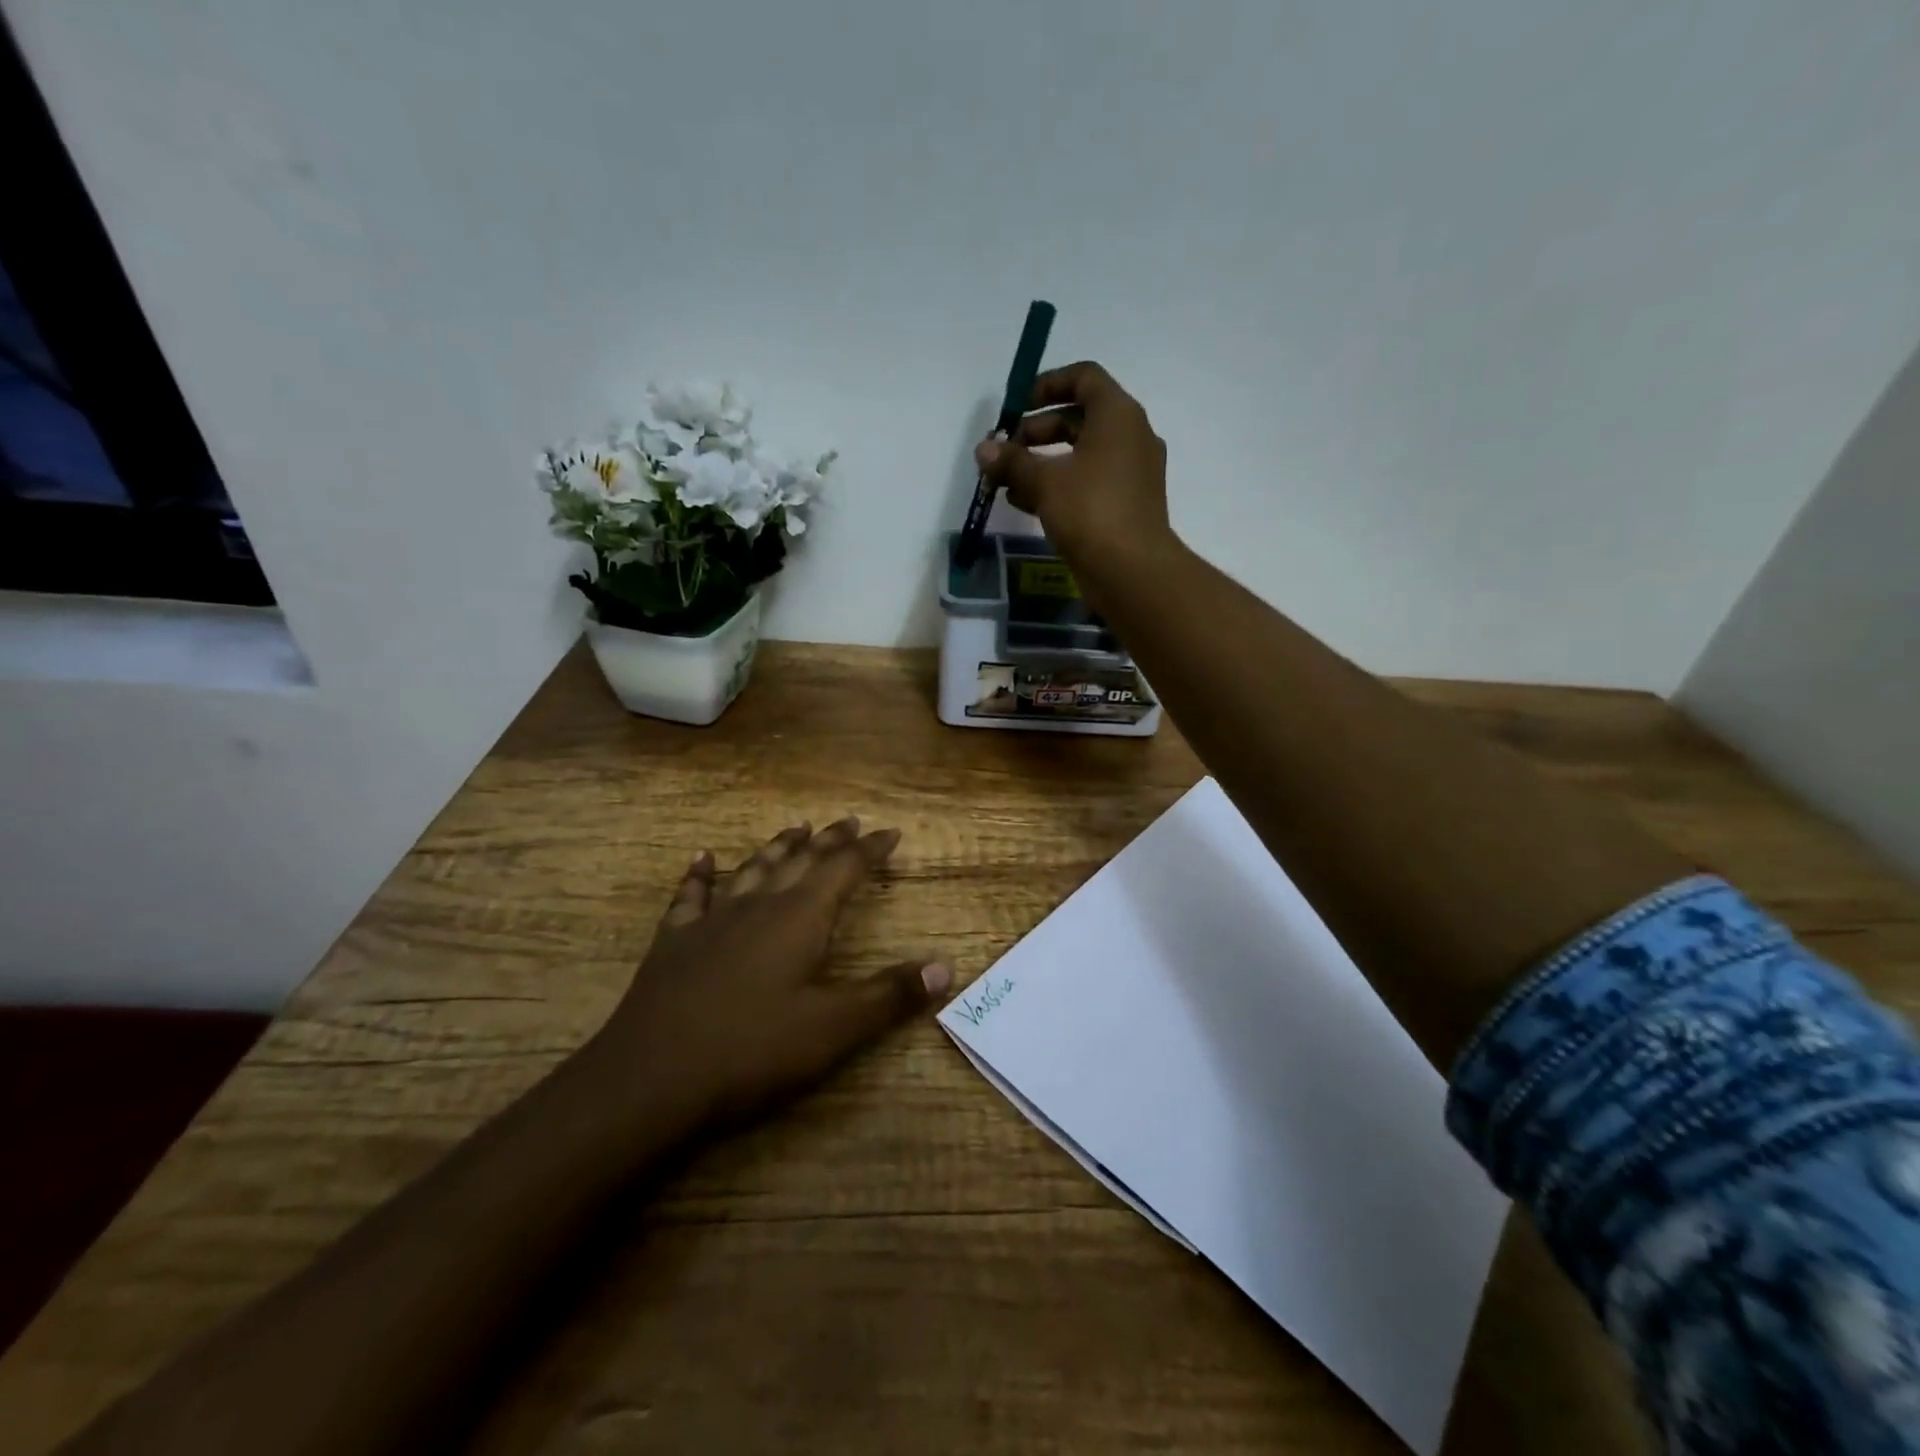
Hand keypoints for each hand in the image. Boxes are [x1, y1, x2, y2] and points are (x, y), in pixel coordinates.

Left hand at [586, 817, 951, 1132]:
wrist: (650, 1078)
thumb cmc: (751, 1051)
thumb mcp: (833, 1030)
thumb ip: (889, 996)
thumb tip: (946, 966)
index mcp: (800, 919)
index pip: (844, 869)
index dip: (870, 849)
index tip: (890, 832)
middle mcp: (759, 906)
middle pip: (801, 860)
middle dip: (830, 840)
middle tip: (849, 820)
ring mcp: (713, 920)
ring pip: (753, 869)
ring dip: (778, 847)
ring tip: (795, 827)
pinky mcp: (675, 942)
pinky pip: (691, 896)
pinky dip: (700, 874)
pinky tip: (702, 858)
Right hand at [973, 361, 1172, 570]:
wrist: (1132, 571)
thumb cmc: (1091, 511)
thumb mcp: (1044, 482)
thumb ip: (1012, 461)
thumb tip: (984, 449)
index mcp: (1118, 416)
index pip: (1084, 377)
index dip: (1048, 384)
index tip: (1017, 405)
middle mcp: (1130, 437)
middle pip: (1078, 418)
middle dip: (1037, 430)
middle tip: (1005, 450)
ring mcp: (1131, 473)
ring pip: (1080, 454)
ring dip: (1042, 462)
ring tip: (1005, 481)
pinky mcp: (1124, 504)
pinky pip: (1087, 482)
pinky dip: (1058, 486)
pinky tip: (1023, 503)